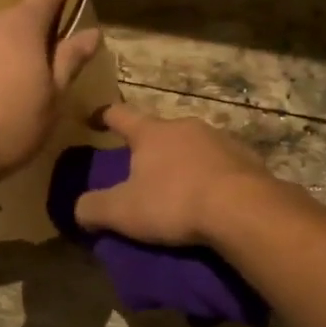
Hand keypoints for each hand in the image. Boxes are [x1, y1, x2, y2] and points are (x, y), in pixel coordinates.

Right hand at [73, 104, 276, 245]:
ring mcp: (220, 140)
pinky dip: (210, 177)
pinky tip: (210, 198)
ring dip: (182, 162)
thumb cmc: (174, 202)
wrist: (243, 209)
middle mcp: (186, 126)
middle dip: (149, 147)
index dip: (104, 115)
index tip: (93, 118)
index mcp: (152, 132)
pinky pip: (220, 165)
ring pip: (193, 146)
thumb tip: (79, 209)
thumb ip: (93, 208)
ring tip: (178, 188)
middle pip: (160, 131)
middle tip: (140, 170)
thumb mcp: (123, 211)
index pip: (120, 115)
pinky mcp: (246, 159)